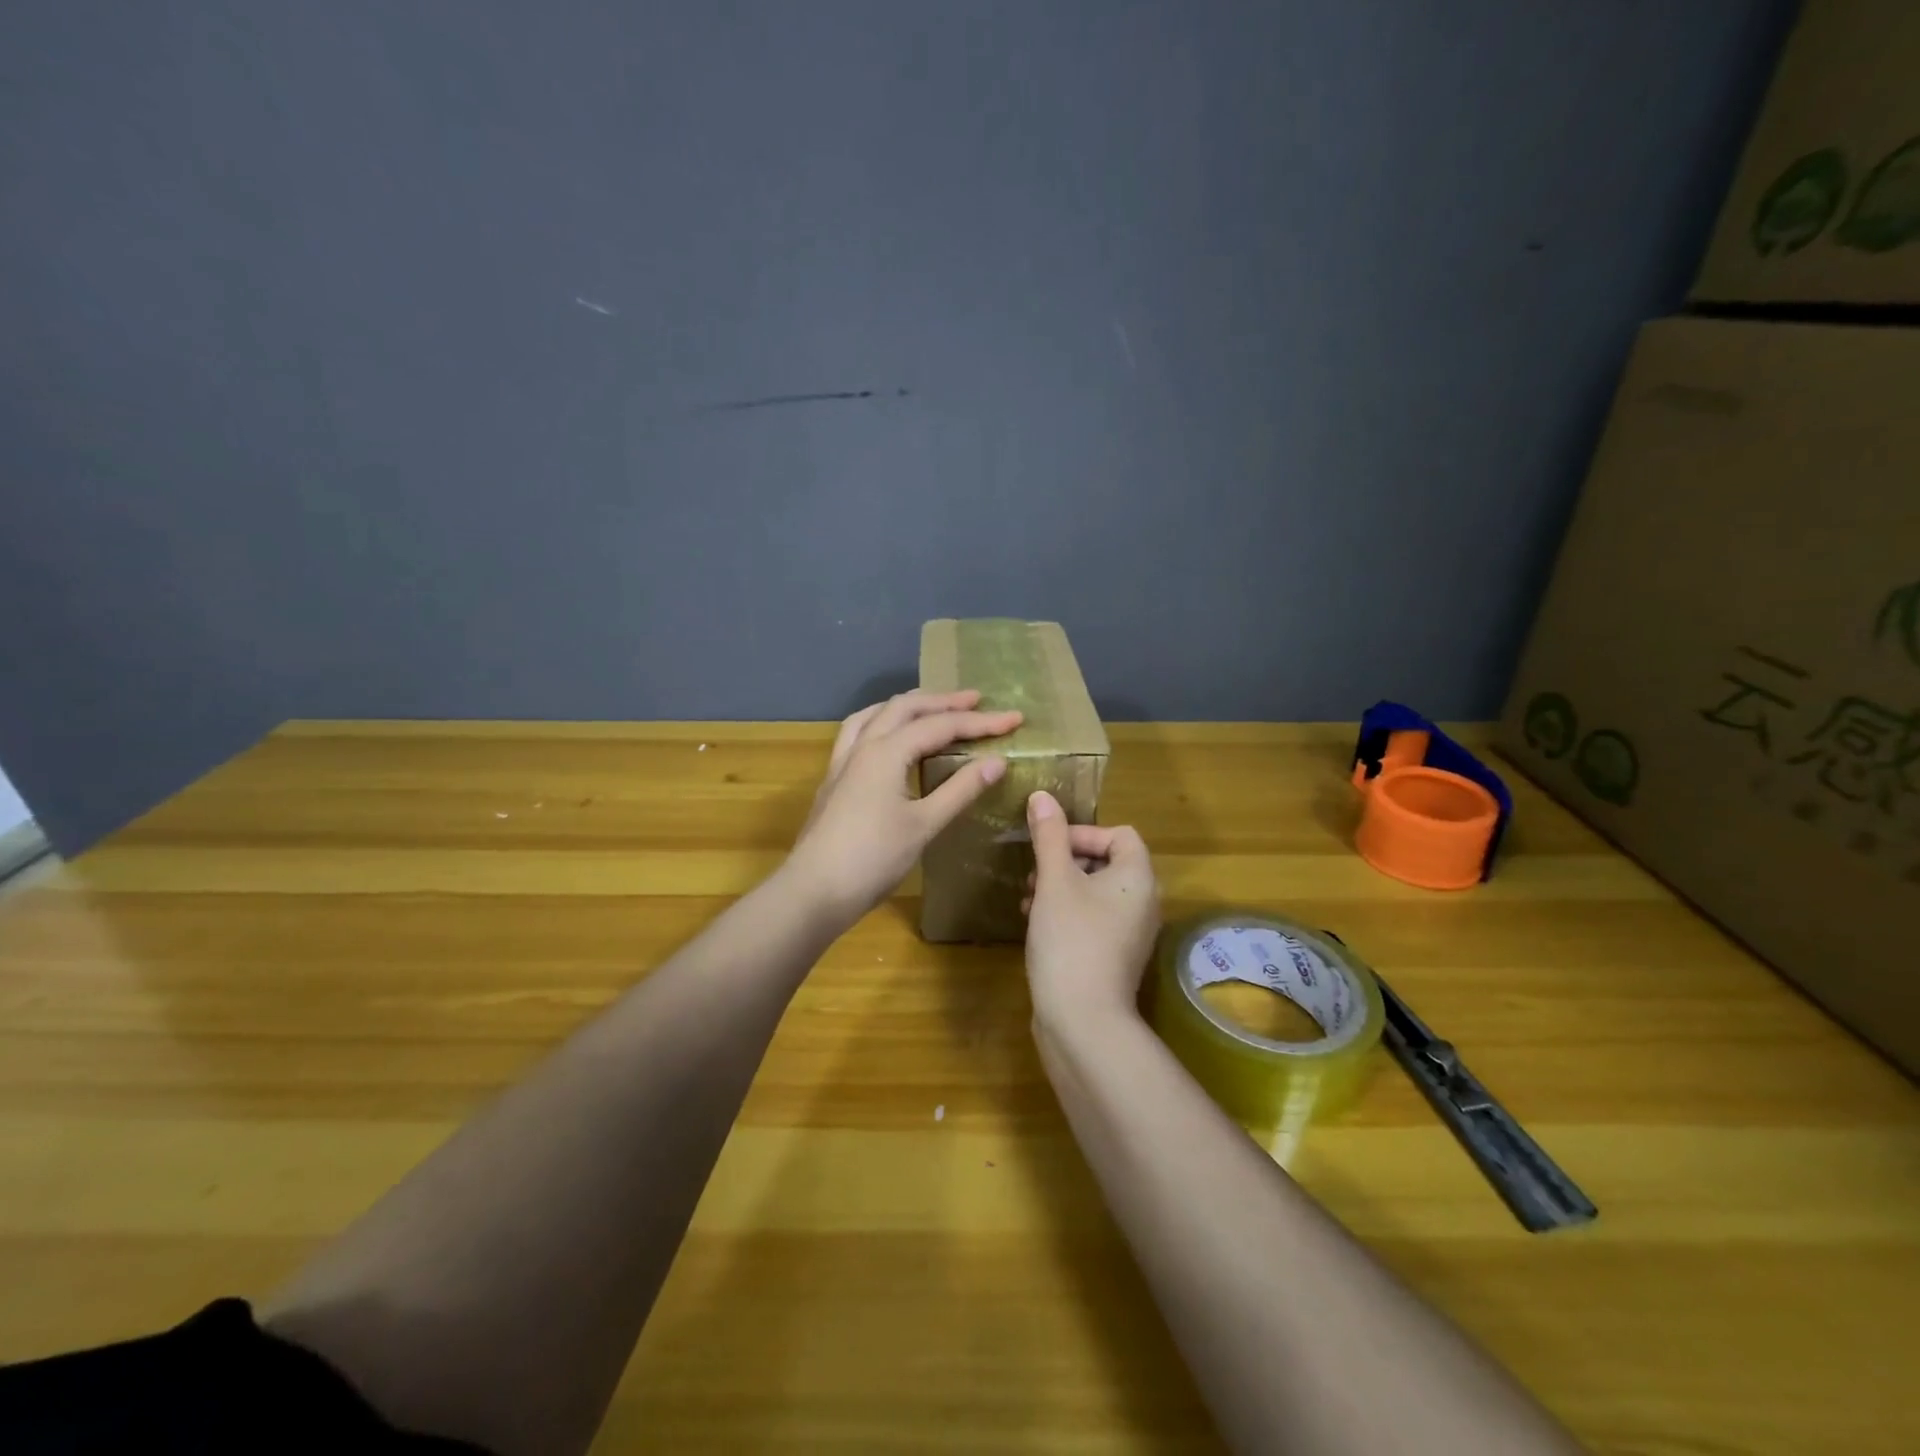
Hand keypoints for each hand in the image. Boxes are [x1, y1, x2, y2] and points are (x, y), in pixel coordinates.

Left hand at [787, 689, 1022, 923]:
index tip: (1014, 719)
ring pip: (877, 713)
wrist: (814, 890)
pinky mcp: (835, 777)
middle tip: (978, 701)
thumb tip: (997, 761)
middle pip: (906, 707)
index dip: (980, 722)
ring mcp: (844, 760)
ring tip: (934, 706)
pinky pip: (859, 731)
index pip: (940, 725)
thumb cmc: (873, 859)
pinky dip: (882, 721)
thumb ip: (960, 790)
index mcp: (886, 752)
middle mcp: (863, 745)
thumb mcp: (924, 825)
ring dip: (910, 705)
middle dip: (944, 701)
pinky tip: (889, 735)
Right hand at [1021, 790, 1159, 1029]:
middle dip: (1065, 861)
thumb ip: (1049, 836)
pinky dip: (1065, 914)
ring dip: (1060, 887)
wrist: (1083, 1021)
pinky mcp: (1113, 958)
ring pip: (1094, 893)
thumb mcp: (1055, 880)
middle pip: (1106, 862)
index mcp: (1138, 878)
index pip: (1120, 834)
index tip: (1049, 847)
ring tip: (1028, 899)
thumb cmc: (1071, 939)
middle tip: (1033, 874)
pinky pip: (1091, 920)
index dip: (1083, 832)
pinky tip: (1034, 924)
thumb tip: (1042, 796)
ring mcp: (1130, 934)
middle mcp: (1143, 903)